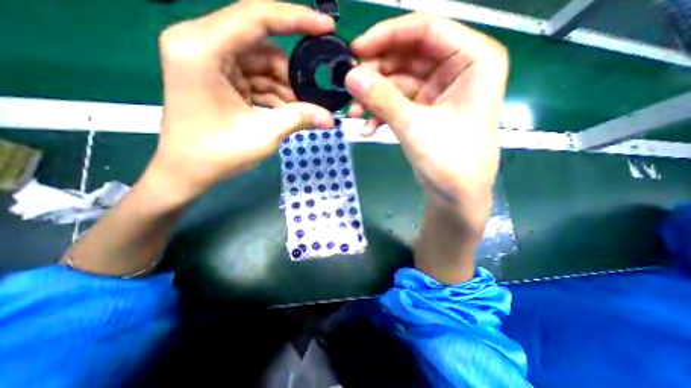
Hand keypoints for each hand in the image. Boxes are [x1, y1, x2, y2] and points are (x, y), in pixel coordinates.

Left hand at [147, 0, 335, 203]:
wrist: (186, 173)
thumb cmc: (216, 155)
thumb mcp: (263, 134)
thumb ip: (298, 118)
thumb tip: (330, 118)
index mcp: (202, 49)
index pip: (256, 17)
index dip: (296, 19)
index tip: (326, 27)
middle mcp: (201, 44)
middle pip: (262, 45)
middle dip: (291, 73)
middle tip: (314, 95)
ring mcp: (209, 61)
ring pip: (262, 65)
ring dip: (285, 89)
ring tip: (301, 112)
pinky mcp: (218, 78)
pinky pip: (255, 79)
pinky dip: (274, 95)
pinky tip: (286, 113)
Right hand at [345, 12, 505, 232]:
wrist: (454, 194)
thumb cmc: (449, 160)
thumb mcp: (414, 125)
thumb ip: (382, 98)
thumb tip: (350, 75)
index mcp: (473, 59)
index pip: (426, 29)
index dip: (387, 35)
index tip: (356, 49)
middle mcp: (457, 69)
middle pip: (408, 56)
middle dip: (376, 73)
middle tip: (350, 86)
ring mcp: (439, 90)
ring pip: (398, 81)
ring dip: (374, 97)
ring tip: (354, 113)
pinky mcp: (425, 110)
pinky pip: (398, 101)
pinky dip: (381, 112)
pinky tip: (367, 127)